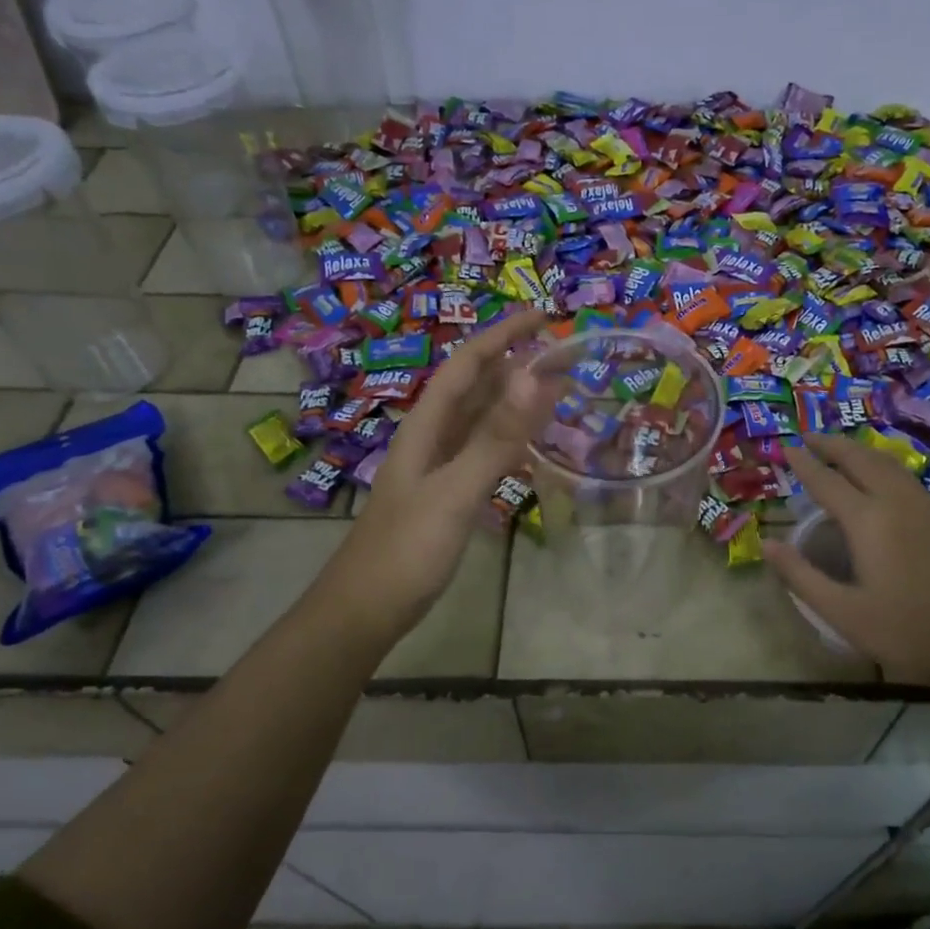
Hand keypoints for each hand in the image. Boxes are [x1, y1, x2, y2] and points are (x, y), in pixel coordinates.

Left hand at [317, 309, 556, 645]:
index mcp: (427, 428)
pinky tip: (531, 448)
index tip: (543, 316)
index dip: (502, 336)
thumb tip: (535, 375)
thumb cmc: (406, 551)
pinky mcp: (447, 498)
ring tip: (557, 392)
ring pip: (480, 422)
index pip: (467, 366)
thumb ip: (495, 437)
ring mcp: (438, 470)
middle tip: (564, 355)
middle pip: (475, 389)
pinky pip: (484, 455)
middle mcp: (431, 440)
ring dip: (515, 402)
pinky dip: (511, 442)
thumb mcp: (454, 491)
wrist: (365, 611)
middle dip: (515, 364)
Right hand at [764, 435, 929, 694]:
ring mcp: (922, 508)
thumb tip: (766, 544)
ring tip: (838, 449)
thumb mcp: (842, 612)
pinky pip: (902, 475)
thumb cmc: (905, 631)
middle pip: (860, 460)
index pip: (826, 481)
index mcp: (868, 521)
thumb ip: (801, 576)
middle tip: (807, 436)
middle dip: (831, 444)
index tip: (783, 447)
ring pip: (886, 463)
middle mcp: (895, 503)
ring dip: (858, 450)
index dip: (802, 463)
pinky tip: (878, 476)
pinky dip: (880, 463)